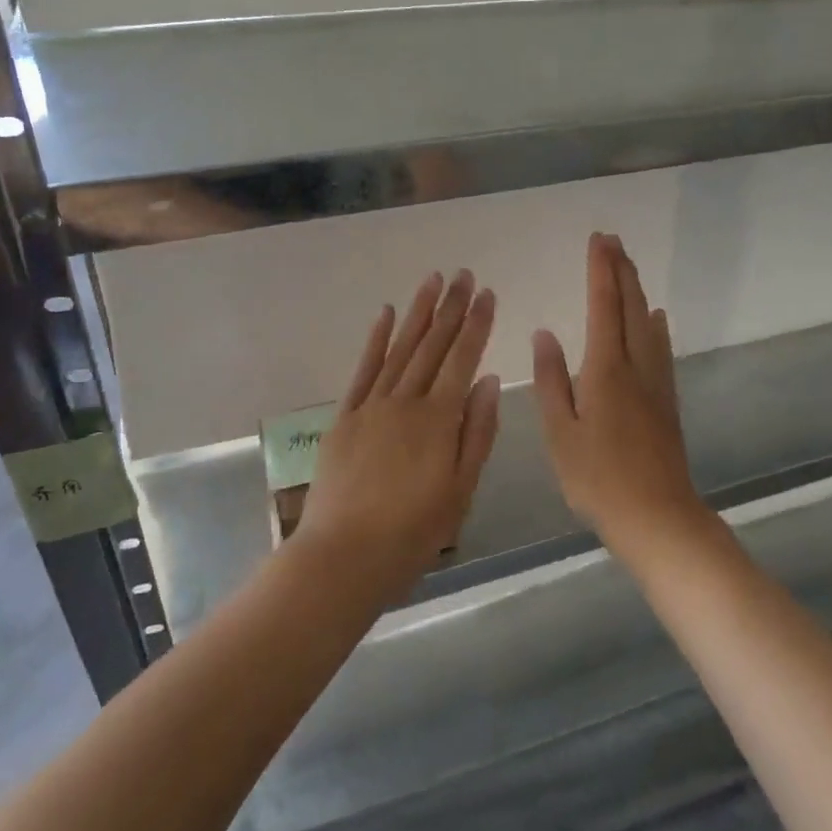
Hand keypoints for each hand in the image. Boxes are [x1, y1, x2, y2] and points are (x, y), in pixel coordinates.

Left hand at [296, 270, 500, 600]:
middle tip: (464, 274)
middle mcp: (406, 401)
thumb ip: (477, 432)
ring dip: (417, 312)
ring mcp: (372, 405)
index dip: (476, 325)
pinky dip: (376, 339)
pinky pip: (363, 369)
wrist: (344, 556)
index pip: (463, 359)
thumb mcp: (461, 491)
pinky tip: (385, 314)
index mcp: (438, 419)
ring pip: (400, 348)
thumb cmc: (413, 533)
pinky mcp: (345, 416)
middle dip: (451, 308)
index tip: (487, 294)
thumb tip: (488, 379)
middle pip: (432, 345)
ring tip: (432, 280)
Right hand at [533, 234, 709, 561]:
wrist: (658, 517)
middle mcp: (636, 366)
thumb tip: (545, 334)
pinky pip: (660, 347)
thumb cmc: (599, 479)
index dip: (601, 271)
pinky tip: (655, 319)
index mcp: (606, 370)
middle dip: (621, 271)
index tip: (598, 240)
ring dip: (637, 290)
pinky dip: (655, 324)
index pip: (603, 306)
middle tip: (613, 241)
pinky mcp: (666, 401)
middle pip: (630, 307)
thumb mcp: (560, 433)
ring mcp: (656, 383)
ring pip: (648, 323)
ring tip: (629, 267)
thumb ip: (551, 380)